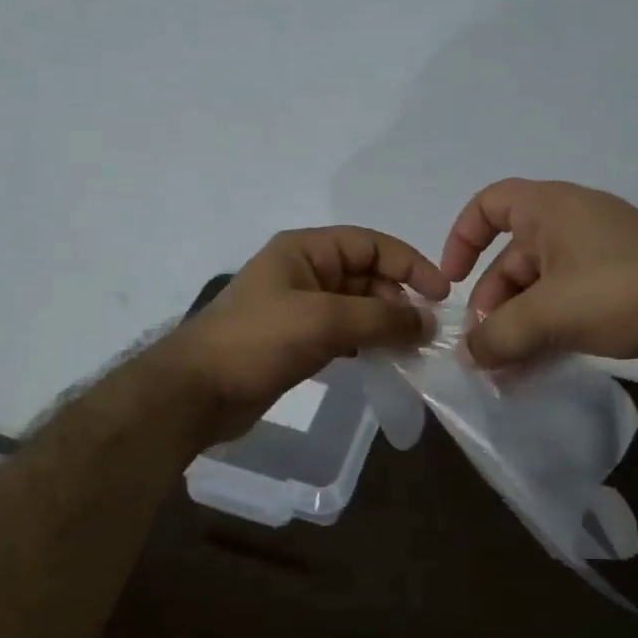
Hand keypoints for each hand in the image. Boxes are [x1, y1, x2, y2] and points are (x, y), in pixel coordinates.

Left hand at [164, 226, 450, 441]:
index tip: (440, 295)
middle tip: (426, 332)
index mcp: (305, 250)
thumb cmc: (258, 341)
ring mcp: (299, 309)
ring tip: (412, 349)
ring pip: (356, 308)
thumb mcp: (324, 321)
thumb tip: (429, 323)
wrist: (197, 392)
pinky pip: (342, 334)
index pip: (370, 244)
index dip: (408, 263)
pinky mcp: (296, 342)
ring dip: (385, 324)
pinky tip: (383, 360)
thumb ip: (381, 319)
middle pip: (366, 275)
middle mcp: (304, 272)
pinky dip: (365, 343)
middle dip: (398, 299)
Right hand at [441, 179, 637, 372]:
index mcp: (550, 210)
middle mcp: (571, 227)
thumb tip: (469, 356)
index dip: (462, 238)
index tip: (453, 282)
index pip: (489, 205)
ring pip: (540, 291)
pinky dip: (549, 335)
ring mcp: (598, 260)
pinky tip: (537, 371)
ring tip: (505, 371)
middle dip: (492, 305)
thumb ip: (499, 336)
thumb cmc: (622, 289)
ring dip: (519, 328)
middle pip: (512, 260)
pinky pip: (568, 309)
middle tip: (484, 350)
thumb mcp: (549, 313)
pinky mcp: (619, 292)